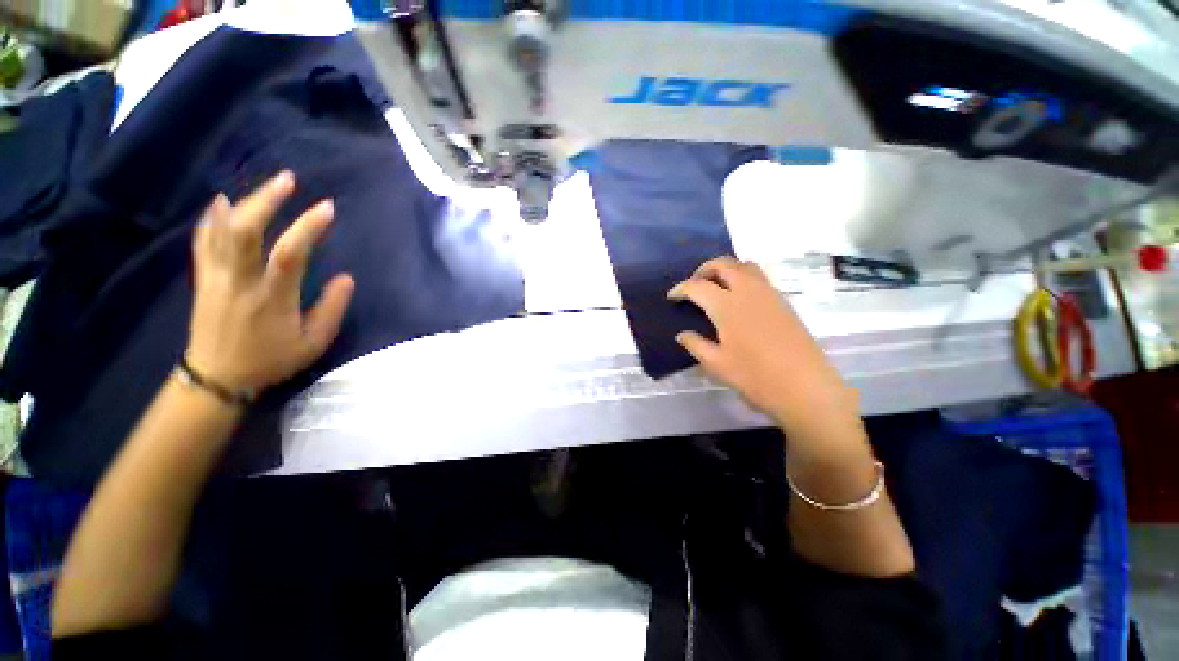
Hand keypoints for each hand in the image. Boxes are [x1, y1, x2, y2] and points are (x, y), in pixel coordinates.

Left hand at [187, 171, 354, 392]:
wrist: (216, 377)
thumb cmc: (270, 360)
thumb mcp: (312, 343)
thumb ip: (331, 309)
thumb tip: (346, 278)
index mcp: (271, 298)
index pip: (290, 254)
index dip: (308, 227)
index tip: (327, 208)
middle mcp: (240, 281)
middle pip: (245, 230)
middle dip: (267, 200)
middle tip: (289, 180)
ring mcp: (217, 277)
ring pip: (223, 230)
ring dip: (244, 202)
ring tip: (266, 185)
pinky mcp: (204, 279)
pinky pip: (204, 241)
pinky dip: (212, 217)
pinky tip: (220, 201)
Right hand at [669, 257, 859, 440]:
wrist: (806, 388)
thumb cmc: (755, 377)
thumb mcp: (717, 365)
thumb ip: (696, 345)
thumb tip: (681, 335)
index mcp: (727, 306)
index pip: (697, 287)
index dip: (681, 289)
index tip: (672, 297)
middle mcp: (748, 291)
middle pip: (723, 264)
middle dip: (703, 269)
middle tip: (693, 285)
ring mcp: (769, 294)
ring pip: (745, 266)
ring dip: (726, 269)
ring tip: (715, 287)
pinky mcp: (783, 302)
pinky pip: (759, 277)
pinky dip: (743, 277)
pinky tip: (738, 299)